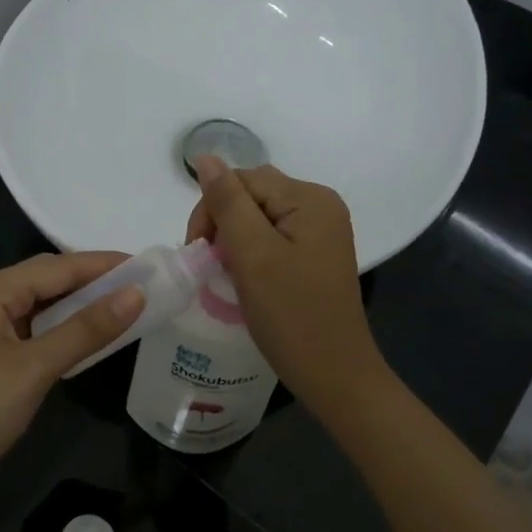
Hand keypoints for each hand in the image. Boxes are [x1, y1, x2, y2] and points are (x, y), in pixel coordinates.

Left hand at [0, 253, 143, 519]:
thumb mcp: (34, 368)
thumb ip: (86, 329)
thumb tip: (137, 294)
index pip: (57, 266)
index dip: (103, 264)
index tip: (149, 265)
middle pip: (46, 280)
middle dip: (93, 282)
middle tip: (143, 287)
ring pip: (38, 306)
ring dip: (78, 307)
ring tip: (124, 307)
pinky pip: (30, 331)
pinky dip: (60, 330)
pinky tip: (84, 338)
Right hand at [186, 158, 385, 415]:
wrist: (334, 374)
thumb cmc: (291, 315)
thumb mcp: (253, 254)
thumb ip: (227, 202)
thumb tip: (205, 157)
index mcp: (310, 198)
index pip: (243, 180)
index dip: (212, 208)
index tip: (198, 251)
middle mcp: (321, 205)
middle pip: (253, 195)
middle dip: (223, 224)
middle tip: (211, 265)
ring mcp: (321, 231)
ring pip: (260, 217)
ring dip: (235, 240)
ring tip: (226, 273)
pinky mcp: (316, 254)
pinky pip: (274, 237)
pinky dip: (252, 253)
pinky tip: (246, 278)